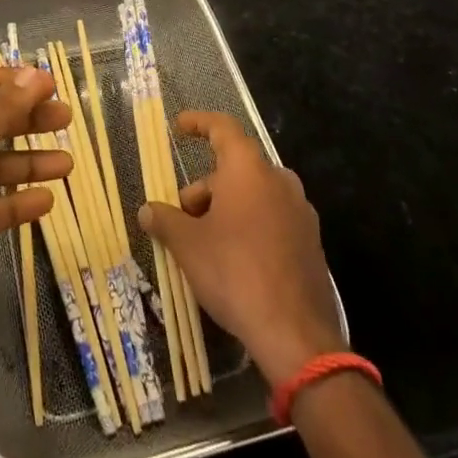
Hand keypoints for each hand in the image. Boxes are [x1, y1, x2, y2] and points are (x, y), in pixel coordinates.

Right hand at [138, 111, 343, 386]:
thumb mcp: (188, 246)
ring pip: (253, 195)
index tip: (179, 126)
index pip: (222, 128)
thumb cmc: (235, 273)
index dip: (199, 123)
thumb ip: (165, 221)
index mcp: (249, 169)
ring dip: (225, 209)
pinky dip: (249, 226)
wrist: (296, 335)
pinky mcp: (310, 242)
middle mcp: (279, 180)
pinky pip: (271, 219)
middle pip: (234, 169)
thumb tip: (148, 211)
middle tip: (182, 219)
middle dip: (205, 188)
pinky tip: (234, 261)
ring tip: (205, 244)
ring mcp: (300, 211)